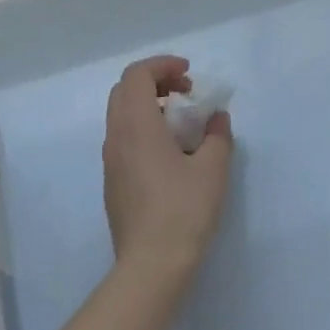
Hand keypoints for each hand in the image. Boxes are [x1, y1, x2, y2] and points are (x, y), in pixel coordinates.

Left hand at [102, 56, 232, 279]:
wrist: (152, 264)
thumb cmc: (185, 210)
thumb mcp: (214, 168)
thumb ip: (218, 135)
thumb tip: (216, 118)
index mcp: (137, 126)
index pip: (137, 75)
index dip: (163, 65)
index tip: (190, 75)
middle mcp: (116, 137)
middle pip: (124, 90)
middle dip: (155, 82)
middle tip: (186, 93)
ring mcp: (111, 161)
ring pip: (121, 115)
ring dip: (149, 106)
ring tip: (183, 122)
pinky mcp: (113, 182)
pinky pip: (123, 138)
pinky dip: (144, 128)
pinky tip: (171, 152)